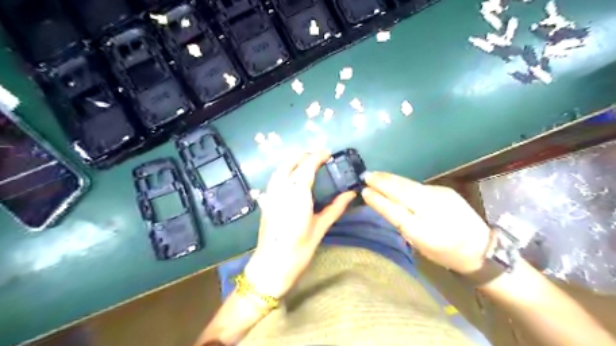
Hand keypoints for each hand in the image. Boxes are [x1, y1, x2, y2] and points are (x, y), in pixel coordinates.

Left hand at [242, 150, 352, 298]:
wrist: (271, 265)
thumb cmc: (299, 250)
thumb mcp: (320, 228)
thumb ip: (335, 208)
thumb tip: (351, 194)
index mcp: (297, 195)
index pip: (307, 166)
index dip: (317, 156)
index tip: (328, 153)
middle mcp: (281, 190)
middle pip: (291, 163)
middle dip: (305, 155)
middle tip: (320, 157)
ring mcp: (271, 194)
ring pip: (281, 168)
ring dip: (294, 161)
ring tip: (308, 162)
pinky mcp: (266, 201)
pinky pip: (275, 178)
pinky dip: (286, 170)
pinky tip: (294, 177)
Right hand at [363, 172, 494, 273]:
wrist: (481, 247)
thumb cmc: (447, 253)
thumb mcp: (421, 246)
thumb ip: (404, 226)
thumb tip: (386, 206)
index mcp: (425, 232)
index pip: (396, 212)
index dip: (379, 201)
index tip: (364, 191)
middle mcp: (432, 209)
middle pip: (402, 192)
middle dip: (382, 182)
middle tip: (366, 176)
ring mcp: (440, 196)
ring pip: (409, 185)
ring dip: (390, 179)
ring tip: (375, 175)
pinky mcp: (444, 190)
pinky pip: (417, 185)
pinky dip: (402, 182)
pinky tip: (393, 180)